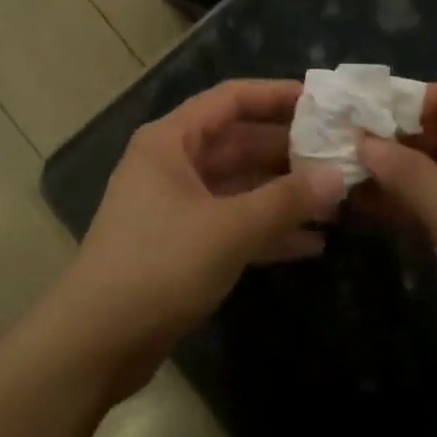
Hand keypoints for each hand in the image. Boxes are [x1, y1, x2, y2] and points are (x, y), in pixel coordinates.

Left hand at [49, 80, 345, 396]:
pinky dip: (266, 230)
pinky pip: (231, 223)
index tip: (320, 101)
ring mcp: (175, 206)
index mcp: (170, 141)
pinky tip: (312, 243)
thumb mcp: (229, 229)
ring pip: (237, 186)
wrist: (98, 341)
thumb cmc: (160, 265)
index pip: (230, 99)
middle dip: (287, 151)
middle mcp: (171, 164)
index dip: (275, 95)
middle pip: (237, 143)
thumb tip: (338, 176)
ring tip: (336, 200)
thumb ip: (286, 200)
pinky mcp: (181, 245)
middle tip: (339, 155)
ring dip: (281, 194)